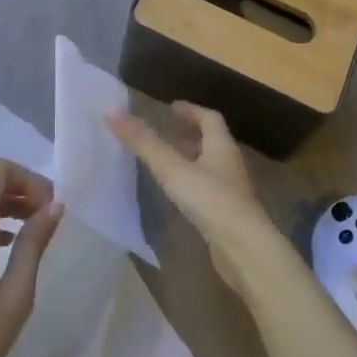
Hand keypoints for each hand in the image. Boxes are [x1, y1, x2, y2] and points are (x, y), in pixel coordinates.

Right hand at [106, 103, 281, 297]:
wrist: (245, 249)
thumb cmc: (211, 200)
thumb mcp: (172, 169)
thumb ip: (144, 142)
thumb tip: (111, 111)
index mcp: (221, 146)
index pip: (210, 118)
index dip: (191, 111)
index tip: (172, 107)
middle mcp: (229, 164)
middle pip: (212, 142)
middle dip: (190, 135)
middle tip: (166, 134)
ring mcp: (231, 191)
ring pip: (210, 166)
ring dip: (191, 160)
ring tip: (167, 163)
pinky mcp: (228, 215)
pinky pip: (209, 190)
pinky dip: (193, 184)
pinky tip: (179, 195)